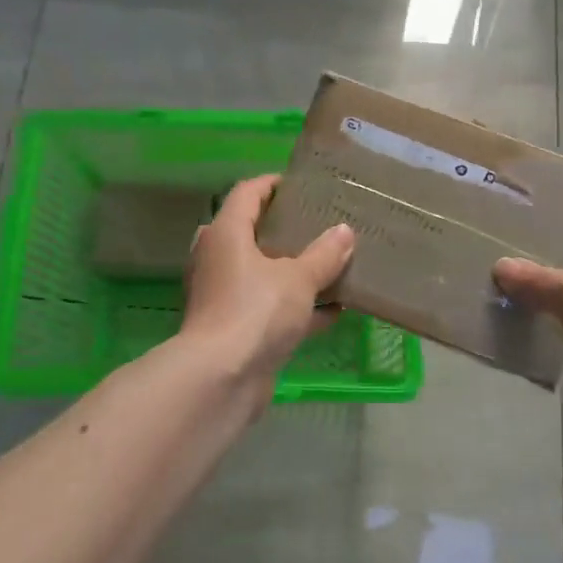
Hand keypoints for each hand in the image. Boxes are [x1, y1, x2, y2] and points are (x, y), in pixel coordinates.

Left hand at [182, 174, 353, 399]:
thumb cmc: (256, 312)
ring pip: (261, 273)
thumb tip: (344, 232)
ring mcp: (223, 296)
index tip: (301, 184)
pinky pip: (269, 308)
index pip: (247, 193)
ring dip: (292, 271)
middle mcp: (218, 259)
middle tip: (317, 224)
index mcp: (226, 234)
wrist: (221, 379)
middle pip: (251, 232)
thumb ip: (324, 254)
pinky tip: (333, 311)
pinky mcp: (234, 328)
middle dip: (284, 229)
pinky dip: (296, 308)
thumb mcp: (298, 279)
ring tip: (330, 264)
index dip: (272, 184)